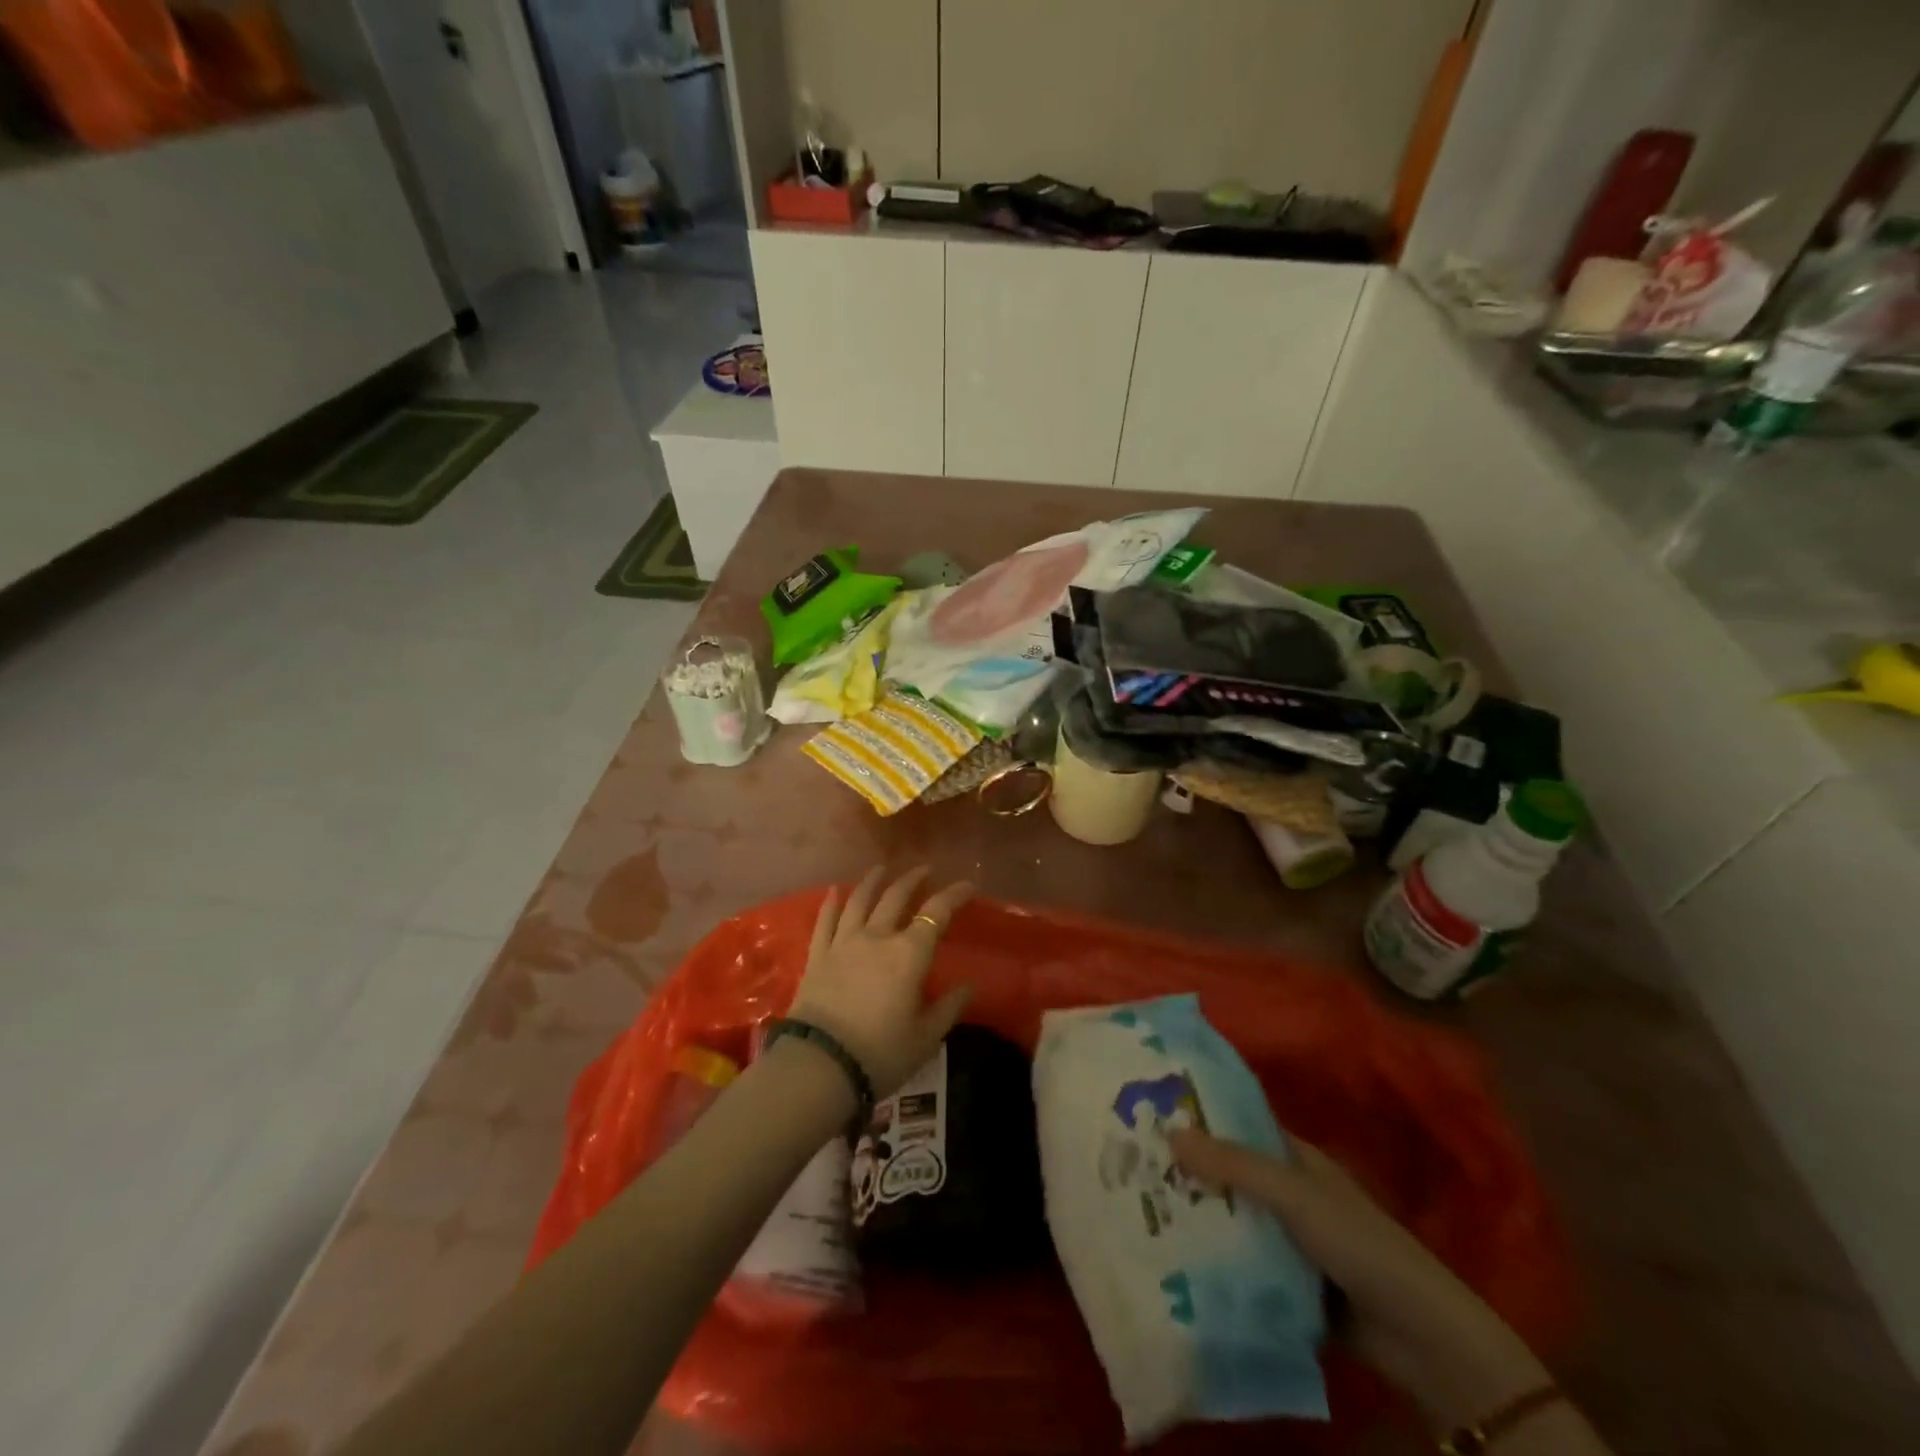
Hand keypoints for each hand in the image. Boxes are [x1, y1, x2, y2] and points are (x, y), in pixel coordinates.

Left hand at [787, 865, 974, 1097]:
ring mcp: (843, 942)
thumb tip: (968, 986)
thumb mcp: (925, 1037)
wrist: (820, 1065)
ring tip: (882, 869)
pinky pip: (825, 921)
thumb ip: (948, 1008)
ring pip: (859, 900)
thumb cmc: (881, 1053)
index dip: (954, 894)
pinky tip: (834, 891)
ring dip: (873, 881)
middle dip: (913, 880)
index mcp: (909, 953)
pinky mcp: (817, 956)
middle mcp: (877, 936)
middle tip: (925, 870)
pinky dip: (831, 902)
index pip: (936, 912)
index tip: (968, 885)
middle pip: (896, 897)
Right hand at [1170, 1130, 1550, 1430]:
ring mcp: (1288, 1241)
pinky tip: (1172, 1261)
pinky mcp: (1286, 1284)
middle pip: (1229, 1174)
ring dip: (1197, 1218)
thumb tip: (1170, 1131)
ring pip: (1231, 1220)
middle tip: (1129, 1162)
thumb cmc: (1359, 1244)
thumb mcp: (1295, 1196)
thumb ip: (1235, 1165)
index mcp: (1294, 1159)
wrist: (1421, 1339)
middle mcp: (1288, 1193)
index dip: (1199, 1115)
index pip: (1238, 1125)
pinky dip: (1214, 1262)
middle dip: (1188, 1170)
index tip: (1149, 1109)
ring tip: (1137, 1210)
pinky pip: (1241, 1265)